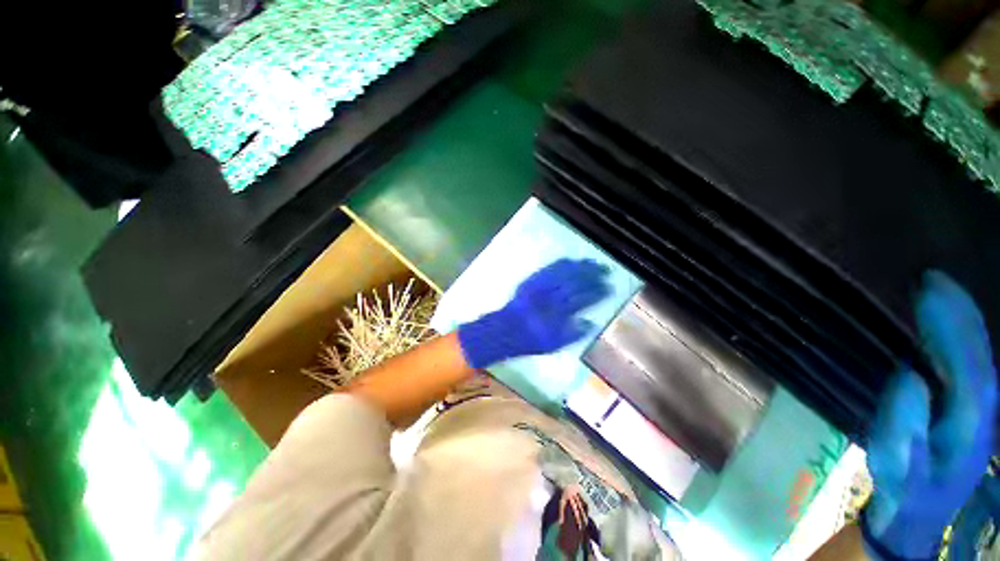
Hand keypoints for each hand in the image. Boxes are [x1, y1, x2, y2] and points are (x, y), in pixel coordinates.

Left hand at [457, 258, 611, 368]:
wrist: (504, 329)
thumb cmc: (529, 340)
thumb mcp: (552, 344)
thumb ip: (572, 334)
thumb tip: (590, 323)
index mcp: (558, 314)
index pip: (582, 299)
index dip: (597, 292)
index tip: (609, 286)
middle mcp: (550, 298)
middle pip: (575, 283)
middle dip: (591, 276)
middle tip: (605, 270)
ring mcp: (540, 287)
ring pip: (563, 273)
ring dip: (579, 267)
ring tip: (592, 262)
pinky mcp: (531, 281)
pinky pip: (548, 269)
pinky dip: (561, 264)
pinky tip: (570, 260)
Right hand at [862, 271, 996, 559]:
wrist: (919, 512)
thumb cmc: (906, 492)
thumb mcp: (899, 470)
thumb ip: (904, 428)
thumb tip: (910, 374)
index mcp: (970, 426)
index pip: (971, 365)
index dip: (955, 325)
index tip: (929, 288)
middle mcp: (982, 410)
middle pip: (978, 354)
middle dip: (960, 313)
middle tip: (931, 278)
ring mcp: (976, 409)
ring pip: (975, 357)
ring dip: (959, 321)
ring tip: (935, 291)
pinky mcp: (965, 407)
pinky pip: (965, 365)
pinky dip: (956, 339)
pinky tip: (940, 326)